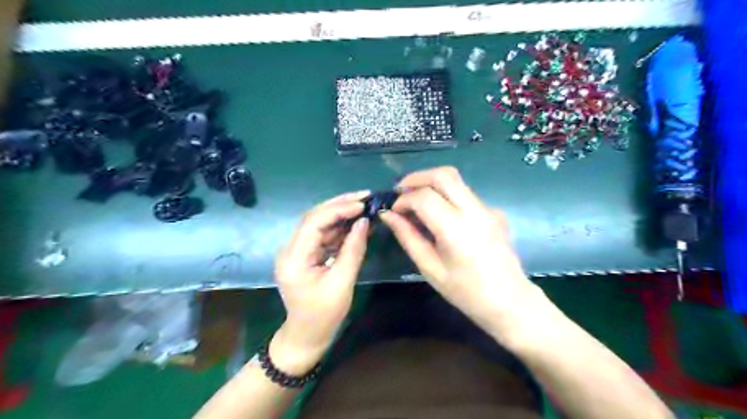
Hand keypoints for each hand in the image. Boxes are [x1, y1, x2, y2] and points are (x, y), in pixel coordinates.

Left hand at [272, 189, 370, 372]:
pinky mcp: (307, 255)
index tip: (362, 204)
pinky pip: (324, 235)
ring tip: (364, 205)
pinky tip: (356, 222)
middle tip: (365, 196)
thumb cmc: (324, 315)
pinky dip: (340, 227)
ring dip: (342, 214)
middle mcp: (291, 249)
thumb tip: (364, 222)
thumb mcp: (342, 283)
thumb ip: (353, 250)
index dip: (339, 209)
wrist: (307, 336)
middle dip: (340, 204)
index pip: (314, 222)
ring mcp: (298, 251)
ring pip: (320, 223)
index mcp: (294, 258)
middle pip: (315, 217)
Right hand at [380, 167, 546, 339]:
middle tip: (401, 192)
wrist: (510, 301)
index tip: (393, 211)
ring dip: (431, 184)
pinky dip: (446, 195)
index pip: (424, 197)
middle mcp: (474, 211)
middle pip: (443, 174)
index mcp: (456, 229)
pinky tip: (440, 215)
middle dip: (416, 178)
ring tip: (416, 201)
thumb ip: (408, 237)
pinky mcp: (494, 211)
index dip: (403, 199)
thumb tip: (388, 215)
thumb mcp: (430, 268)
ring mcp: (488, 208)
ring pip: (456, 180)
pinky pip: (465, 194)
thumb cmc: (466, 292)